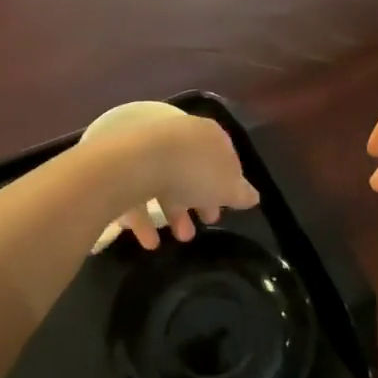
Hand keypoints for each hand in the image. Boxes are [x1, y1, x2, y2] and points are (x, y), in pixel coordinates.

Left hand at [100, 115, 259, 249]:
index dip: (229, 184)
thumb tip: (253, 196)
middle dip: (201, 199)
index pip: (224, 157)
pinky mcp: (125, 165)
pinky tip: (150, 241)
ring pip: (166, 181)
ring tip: (181, 238)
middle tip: (207, 222)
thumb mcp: (228, 187)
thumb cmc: (193, 172)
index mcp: (209, 135)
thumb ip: (242, 193)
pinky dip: (145, 218)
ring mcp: (150, 149)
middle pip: (194, 169)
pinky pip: (139, 192)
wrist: (138, 162)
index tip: (228, 206)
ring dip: (175, 212)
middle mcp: (180, 136)